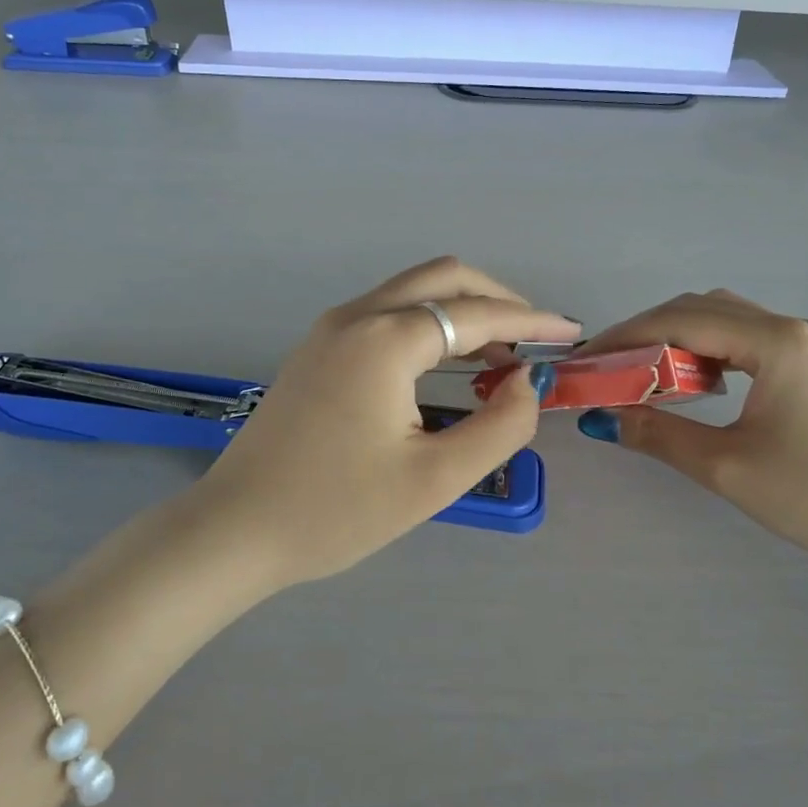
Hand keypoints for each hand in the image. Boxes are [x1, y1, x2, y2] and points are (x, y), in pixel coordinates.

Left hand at [195, 258, 578, 584]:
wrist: (237, 528)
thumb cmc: (336, 511)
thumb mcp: (434, 479)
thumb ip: (498, 426)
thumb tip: (526, 382)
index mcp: (385, 339)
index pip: (475, 313)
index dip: (530, 322)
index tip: (570, 334)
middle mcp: (356, 316)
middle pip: (442, 278)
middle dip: (497, 300)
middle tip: (534, 340)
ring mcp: (330, 328)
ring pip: (412, 292)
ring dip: (461, 311)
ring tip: (500, 356)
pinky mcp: (317, 348)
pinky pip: (386, 313)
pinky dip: (428, 324)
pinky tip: (446, 363)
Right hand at [574, 291, 807, 583]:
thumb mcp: (728, 468)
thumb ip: (657, 434)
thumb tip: (599, 418)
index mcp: (775, 343)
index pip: (679, 321)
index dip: (625, 335)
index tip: (585, 359)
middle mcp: (792, 328)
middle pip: (700, 308)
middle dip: (645, 331)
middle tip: (607, 366)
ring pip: (724, 319)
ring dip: (676, 337)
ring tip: (640, 372)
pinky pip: (746, 338)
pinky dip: (707, 349)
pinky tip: (694, 381)